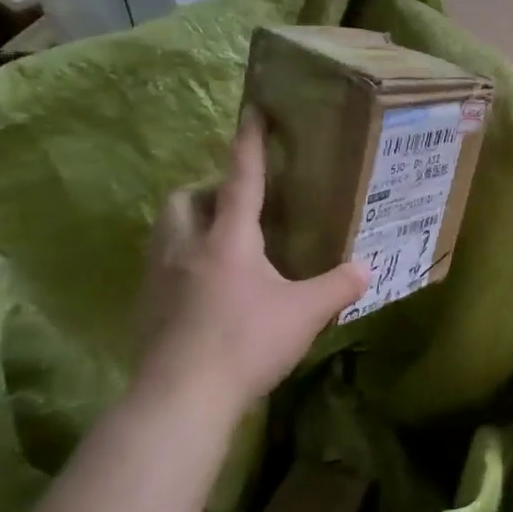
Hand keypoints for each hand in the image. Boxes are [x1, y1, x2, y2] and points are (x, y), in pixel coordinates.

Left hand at [134, 112, 368, 424]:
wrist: (180, 400)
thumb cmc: (247, 343)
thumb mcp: (305, 313)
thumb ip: (338, 286)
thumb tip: (368, 267)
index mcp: (228, 238)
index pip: (240, 178)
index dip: (249, 143)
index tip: (252, 111)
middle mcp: (186, 247)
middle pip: (183, 199)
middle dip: (206, 191)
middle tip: (234, 206)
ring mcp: (158, 279)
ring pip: (164, 232)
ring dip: (188, 225)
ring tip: (218, 244)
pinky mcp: (144, 309)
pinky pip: (158, 268)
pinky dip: (179, 264)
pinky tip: (203, 291)